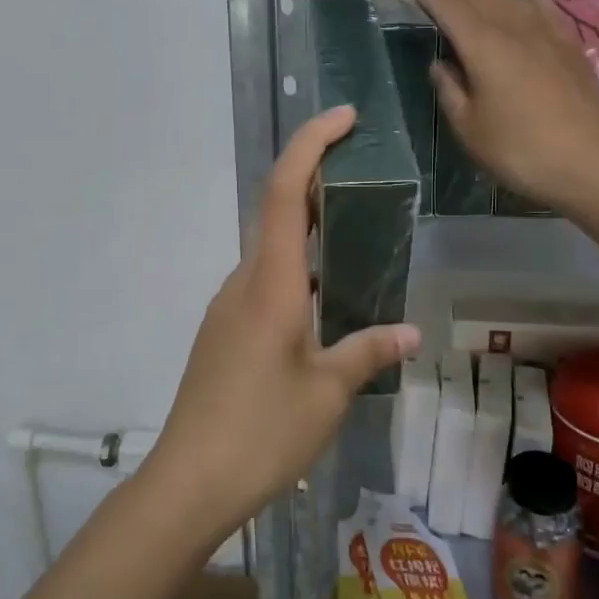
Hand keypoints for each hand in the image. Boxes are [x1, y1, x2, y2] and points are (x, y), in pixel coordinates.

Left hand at [142, 107, 421, 541]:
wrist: (188, 481)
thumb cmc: (262, 431)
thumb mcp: (326, 392)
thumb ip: (368, 351)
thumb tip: (410, 332)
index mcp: (269, 283)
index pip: (284, 191)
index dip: (310, 145)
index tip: (343, 118)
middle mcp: (243, 282)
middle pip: (275, 210)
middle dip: (314, 178)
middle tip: (360, 170)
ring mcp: (228, 307)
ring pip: (269, 249)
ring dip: (305, 227)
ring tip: (353, 231)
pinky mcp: (224, 333)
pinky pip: (263, 281)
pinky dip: (294, 268)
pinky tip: (323, 299)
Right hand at [402, 0, 598, 213]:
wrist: (590, 162)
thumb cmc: (519, 150)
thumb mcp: (470, 128)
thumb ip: (451, 91)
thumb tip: (440, 65)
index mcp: (483, 47)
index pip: (447, 6)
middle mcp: (513, 29)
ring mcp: (545, 33)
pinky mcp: (569, 46)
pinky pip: (544, 8)